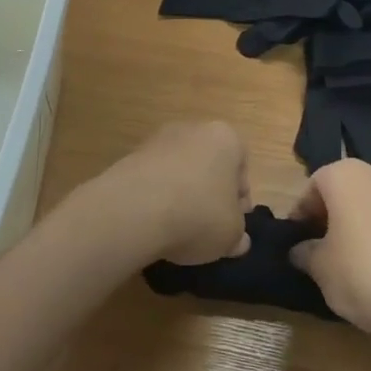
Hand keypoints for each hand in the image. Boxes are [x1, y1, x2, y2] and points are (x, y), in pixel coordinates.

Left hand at [87, 121, 252, 265]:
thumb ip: (238, 235)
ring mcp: (157, 141)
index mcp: (225, 138)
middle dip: (210, 194)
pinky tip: (154, 224)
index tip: (233, 224)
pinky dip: (156, 198)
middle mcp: (192, 130)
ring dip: (182, 195)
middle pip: (208, 165)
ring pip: (179, 171)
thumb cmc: (199, 214)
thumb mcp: (231, 235)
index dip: (240, 199)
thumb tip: (238, 241)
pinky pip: (153, 180)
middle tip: (208, 227)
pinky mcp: (129, 158)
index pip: (241, 166)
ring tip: (178, 229)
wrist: (134, 210)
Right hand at [288, 161, 370, 335]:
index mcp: (345, 175)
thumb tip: (300, 250)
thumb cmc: (365, 270)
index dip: (301, 215)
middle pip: (344, 193)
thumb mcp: (321, 268)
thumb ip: (305, 254)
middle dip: (330, 220)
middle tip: (321, 254)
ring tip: (352, 267)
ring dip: (358, 230)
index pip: (312, 187)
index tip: (298, 243)